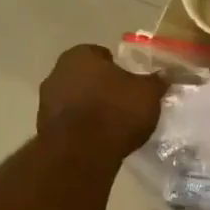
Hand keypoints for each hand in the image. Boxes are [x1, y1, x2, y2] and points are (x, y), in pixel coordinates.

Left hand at [37, 44, 167, 158]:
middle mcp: (57, 72)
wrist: (81, 154)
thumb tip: (166, 74)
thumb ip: (157, 81)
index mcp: (80, 55)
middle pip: (85, 76)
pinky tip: (97, 139)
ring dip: (88, 107)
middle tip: (122, 102)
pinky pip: (68, 121)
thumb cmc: (116, 112)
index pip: (100, 54)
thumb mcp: (148, 94)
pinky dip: (80, 127)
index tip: (130, 83)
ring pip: (74, 98)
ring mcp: (46, 101)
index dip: (117, 68)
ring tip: (111, 124)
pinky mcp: (43, 128)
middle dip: (100, 86)